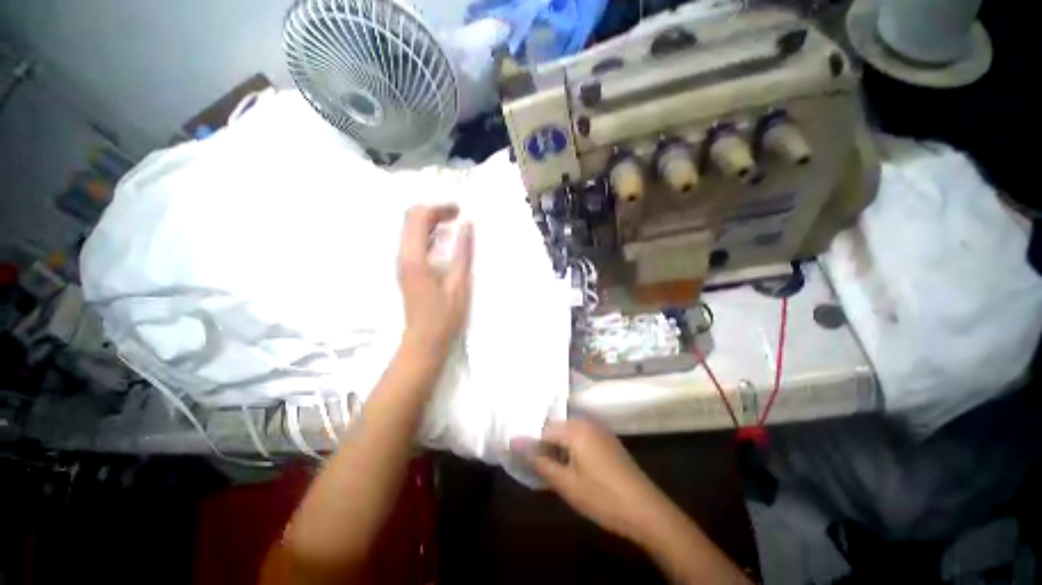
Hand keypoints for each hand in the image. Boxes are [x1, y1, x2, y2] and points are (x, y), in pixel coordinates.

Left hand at [398, 205, 472, 356]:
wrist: (424, 341)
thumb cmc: (445, 316)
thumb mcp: (459, 283)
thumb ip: (463, 252)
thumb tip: (467, 225)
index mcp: (415, 257)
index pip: (418, 217)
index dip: (439, 208)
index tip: (459, 211)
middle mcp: (403, 256)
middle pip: (411, 219)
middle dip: (434, 211)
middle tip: (457, 215)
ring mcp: (403, 263)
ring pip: (411, 230)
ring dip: (432, 222)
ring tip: (454, 223)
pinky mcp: (407, 270)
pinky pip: (415, 242)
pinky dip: (429, 234)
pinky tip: (444, 240)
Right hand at [512, 418, 668, 542]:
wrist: (647, 510)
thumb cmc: (603, 498)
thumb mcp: (567, 484)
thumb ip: (539, 461)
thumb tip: (514, 441)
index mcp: (576, 428)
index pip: (543, 428)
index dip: (531, 444)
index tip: (522, 459)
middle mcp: (586, 421)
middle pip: (555, 428)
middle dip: (544, 446)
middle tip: (537, 467)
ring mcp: (598, 429)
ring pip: (567, 433)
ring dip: (557, 448)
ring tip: (552, 470)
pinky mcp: (606, 439)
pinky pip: (580, 437)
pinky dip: (570, 449)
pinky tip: (570, 468)